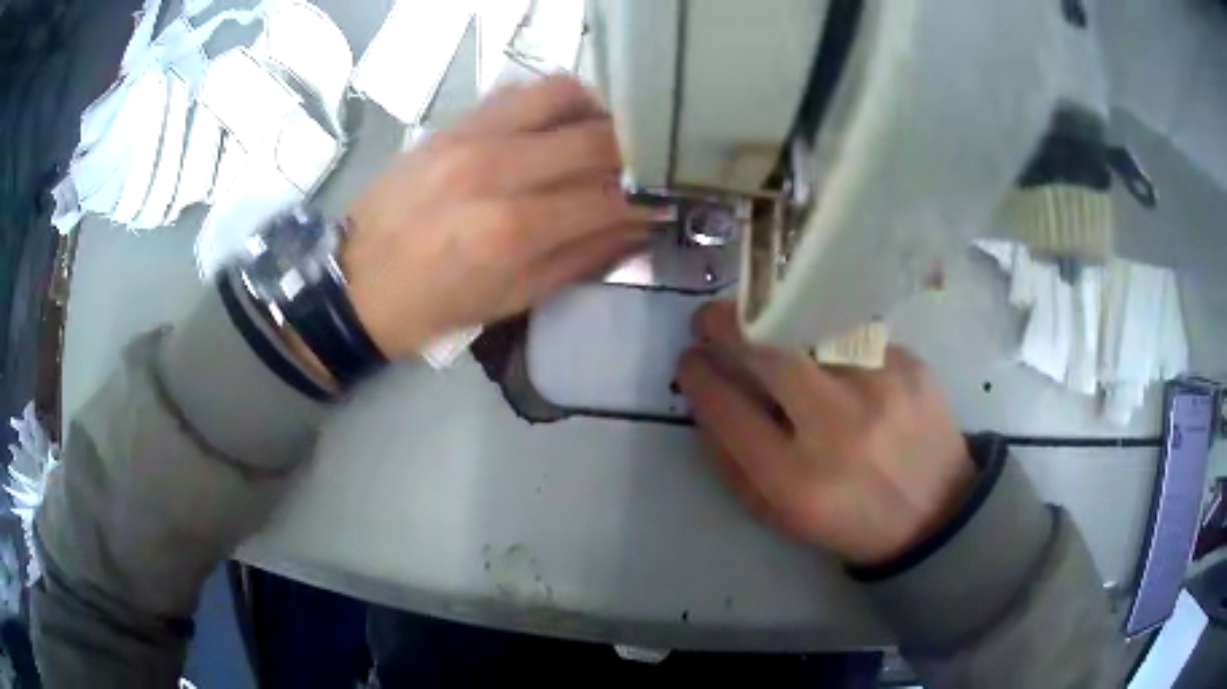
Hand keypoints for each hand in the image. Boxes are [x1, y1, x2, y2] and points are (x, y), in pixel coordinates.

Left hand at [342, 76, 650, 358]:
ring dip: (597, 112)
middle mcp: (497, 169)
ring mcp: (471, 136)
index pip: (608, 197)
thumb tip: (636, 229)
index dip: (648, 200)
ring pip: (562, 95)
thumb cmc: (432, 306)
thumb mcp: (511, 299)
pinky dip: (552, 103)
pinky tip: (557, 126)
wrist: (353, 283)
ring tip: (604, 137)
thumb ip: (580, 258)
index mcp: (513, 229)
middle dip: (635, 154)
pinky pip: (518, 92)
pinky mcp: (451, 123)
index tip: (667, 203)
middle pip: (596, 138)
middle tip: (643, 170)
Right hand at [676, 302, 975, 565]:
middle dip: (725, 324)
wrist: (936, 513)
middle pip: (767, 352)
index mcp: (796, 480)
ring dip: (777, 325)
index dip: (698, 375)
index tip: (689, 360)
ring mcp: (880, 388)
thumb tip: (705, 399)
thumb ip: (732, 462)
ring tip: (769, 330)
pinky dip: (829, 340)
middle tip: (709, 319)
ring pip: (809, 329)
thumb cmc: (849, 520)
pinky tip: (834, 359)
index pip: (728, 409)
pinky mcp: (910, 365)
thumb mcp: (779, 515)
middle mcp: (837, 428)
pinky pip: (851, 336)